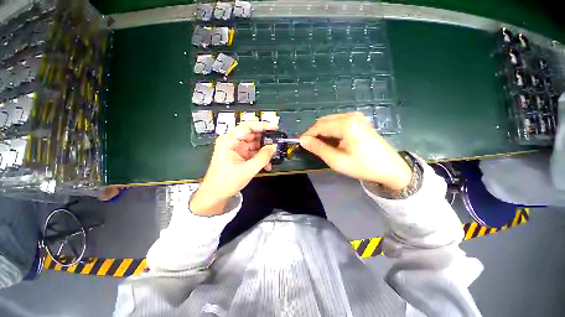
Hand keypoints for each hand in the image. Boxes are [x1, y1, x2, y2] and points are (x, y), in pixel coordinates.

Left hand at [190, 121, 277, 215]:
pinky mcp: (240, 155)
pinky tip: (267, 165)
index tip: (274, 128)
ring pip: (254, 143)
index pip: (246, 127)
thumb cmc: (228, 181)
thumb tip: (274, 147)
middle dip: (265, 139)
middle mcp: (232, 141)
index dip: (261, 126)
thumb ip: (263, 157)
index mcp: (229, 141)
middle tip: (277, 142)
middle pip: (251, 134)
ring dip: (264, 150)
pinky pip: (253, 152)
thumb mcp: (248, 169)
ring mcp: (236, 148)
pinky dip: (260, 157)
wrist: (216, 195)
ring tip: (273, 156)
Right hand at [299, 112, 411, 189]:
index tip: (300, 144)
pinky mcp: (359, 121)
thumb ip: (318, 148)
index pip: (319, 126)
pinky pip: (338, 122)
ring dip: (322, 132)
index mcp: (346, 124)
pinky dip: (331, 131)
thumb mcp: (337, 161)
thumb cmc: (363, 166)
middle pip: (324, 121)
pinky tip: (331, 141)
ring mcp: (356, 117)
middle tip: (310, 146)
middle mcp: (351, 116)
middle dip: (314, 133)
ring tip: (320, 145)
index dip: (307, 135)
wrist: (390, 168)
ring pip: (330, 121)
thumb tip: (303, 141)